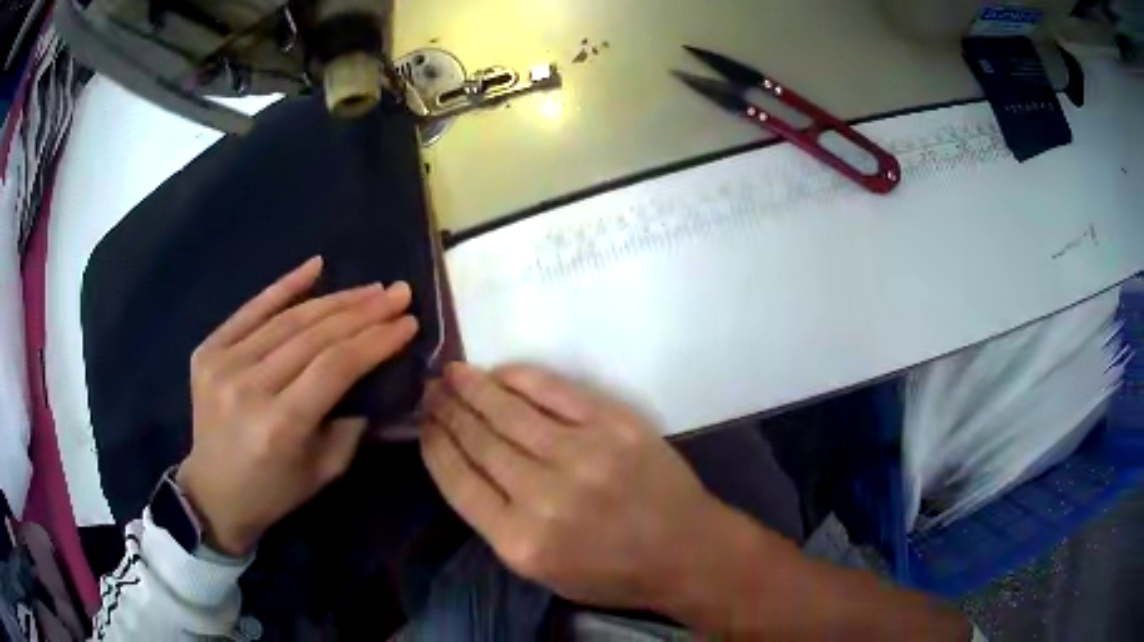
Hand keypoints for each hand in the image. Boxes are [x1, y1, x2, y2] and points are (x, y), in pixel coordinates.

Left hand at [177, 257, 418, 555]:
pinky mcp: (207, 351)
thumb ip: (351, 425)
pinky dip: (284, 286)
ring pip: (288, 320)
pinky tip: (315, 266)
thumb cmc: (273, 492)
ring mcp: (223, 364)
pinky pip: (250, 310)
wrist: (212, 492)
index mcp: (280, 425)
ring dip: (334, 300)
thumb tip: (371, 378)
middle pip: (314, 337)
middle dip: (363, 312)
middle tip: (397, 293)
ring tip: (369, 288)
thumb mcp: (323, 471)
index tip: (407, 321)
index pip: (336, 367)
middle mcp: (249, 387)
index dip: (375, 339)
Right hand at [420, 363, 740, 611]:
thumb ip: (496, 522)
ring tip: (452, 372)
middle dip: (448, 411)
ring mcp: (582, 454)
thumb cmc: (611, 571)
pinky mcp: (615, 425)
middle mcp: (544, 496)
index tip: (423, 423)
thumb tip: (462, 463)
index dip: (435, 444)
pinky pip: (556, 392)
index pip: (458, 480)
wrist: (685, 551)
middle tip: (430, 389)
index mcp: (520, 541)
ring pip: (510, 412)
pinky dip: (522, 378)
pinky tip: (500, 372)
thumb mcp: (540, 570)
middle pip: (479, 441)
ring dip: (475, 388)